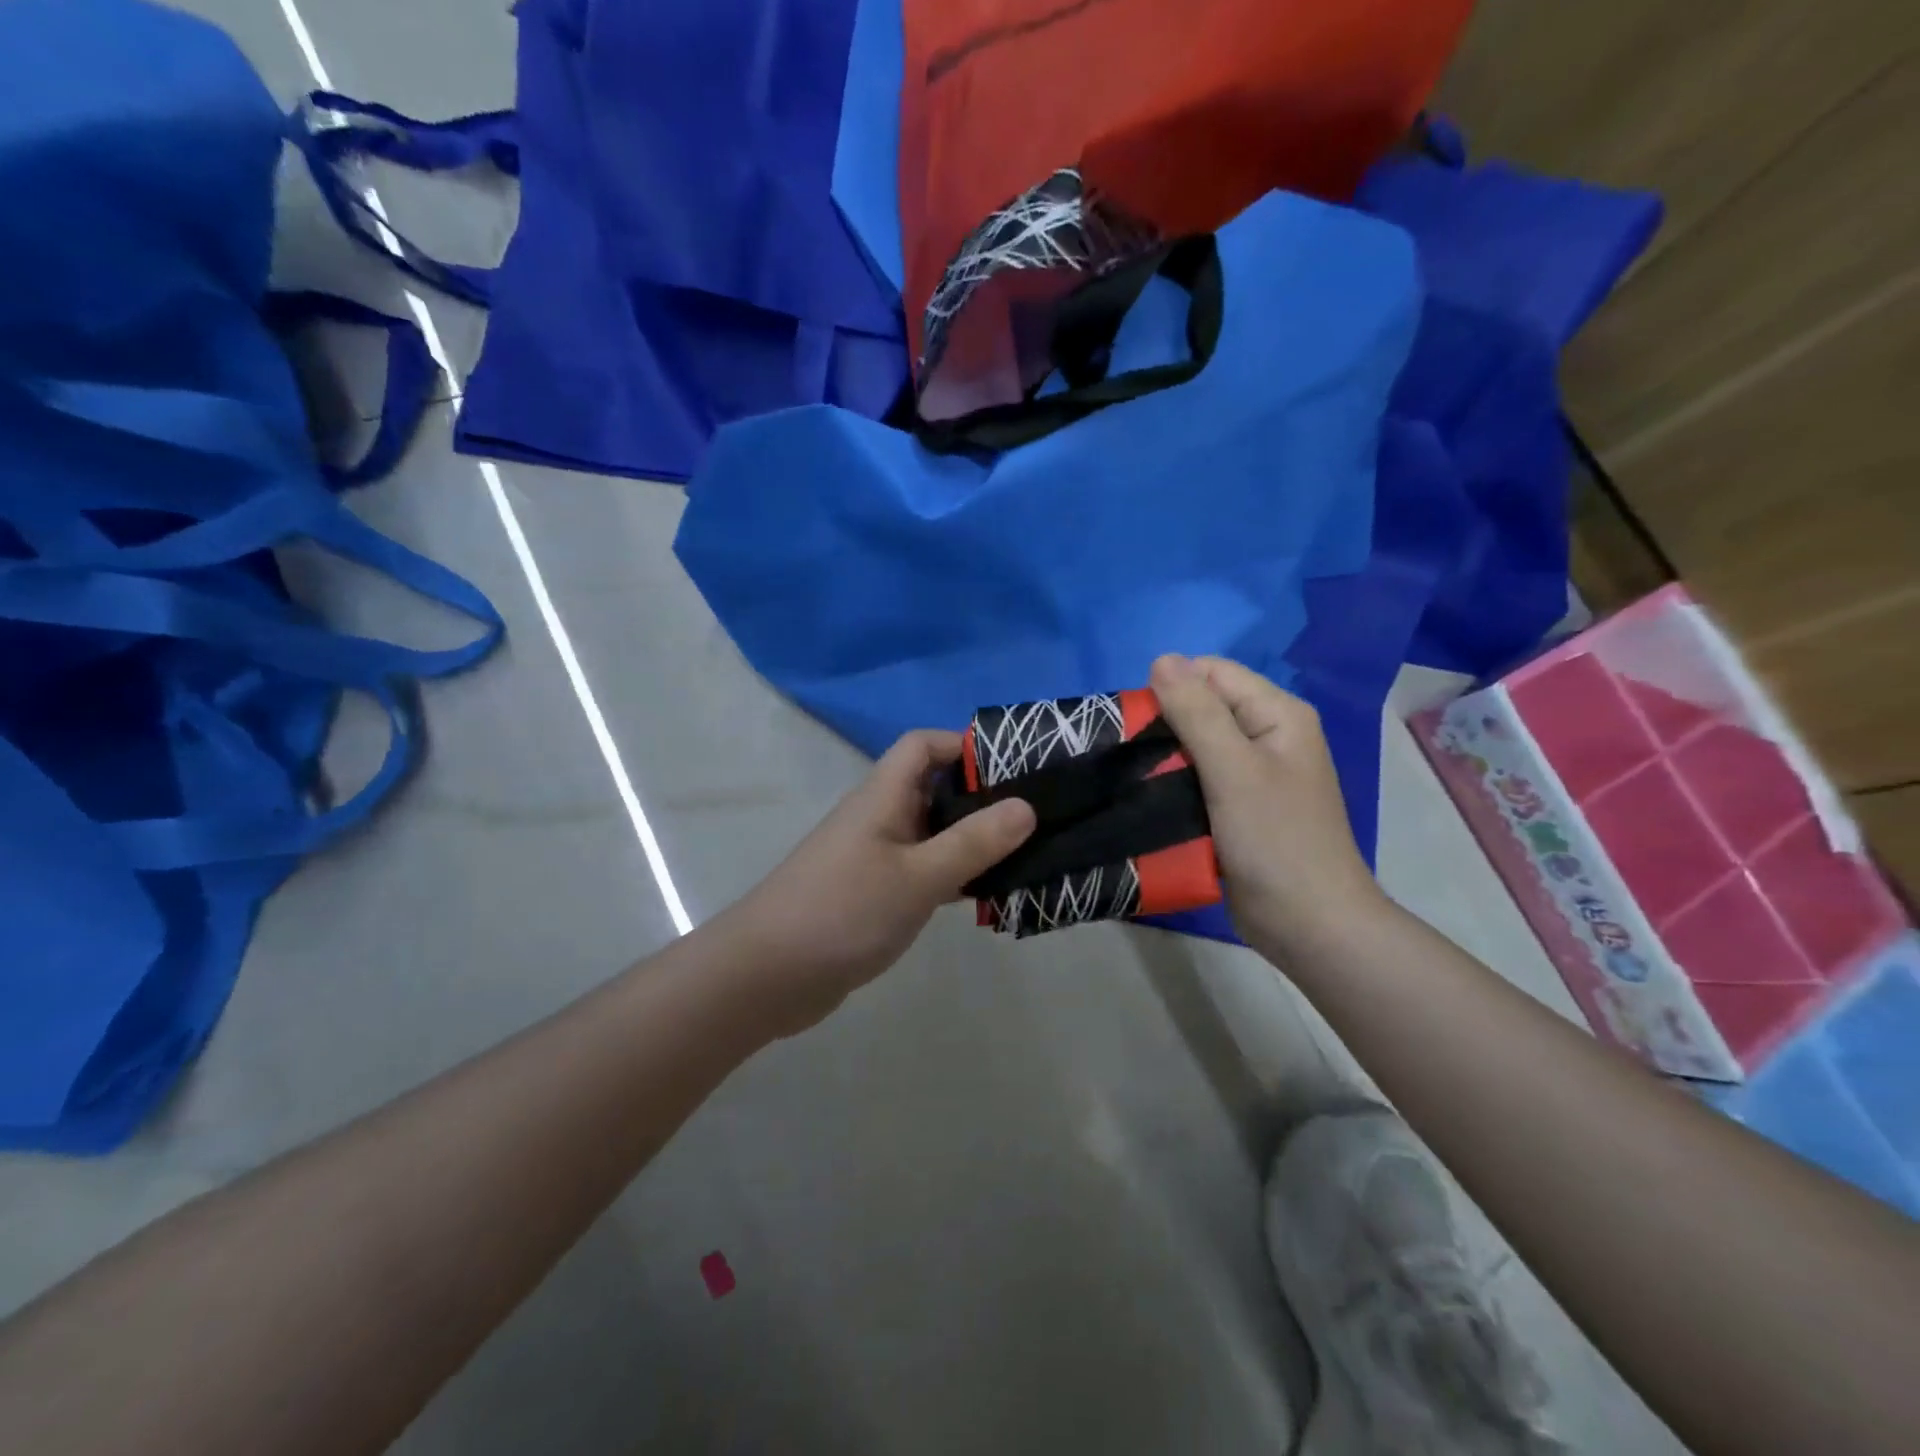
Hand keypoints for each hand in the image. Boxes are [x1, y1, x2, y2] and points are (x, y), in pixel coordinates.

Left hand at [718, 730, 1036, 1035]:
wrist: (767, 976)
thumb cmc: (843, 911)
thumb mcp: (917, 876)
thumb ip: (973, 842)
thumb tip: (1027, 806)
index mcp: (883, 796)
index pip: (923, 745)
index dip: (965, 746)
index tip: (1014, 770)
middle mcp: (880, 818)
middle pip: (935, 789)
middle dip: (982, 798)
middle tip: (1035, 818)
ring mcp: (877, 857)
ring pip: (934, 835)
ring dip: (973, 842)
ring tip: (1026, 857)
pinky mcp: (877, 894)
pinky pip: (925, 872)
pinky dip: (955, 877)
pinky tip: (988, 898)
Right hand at [1150, 654, 1388, 960]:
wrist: (1307, 924)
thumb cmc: (1275, 841)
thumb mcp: (1233, 769)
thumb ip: (1197, 712)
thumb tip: (1161, 658)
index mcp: (1278, 714)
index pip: (1212, 672)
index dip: (1172, 688)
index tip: (1140, 724)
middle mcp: (1267, 735)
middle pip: (1202, 706)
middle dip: (1164, 723)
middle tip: (1135, 756)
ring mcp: (1253, 773)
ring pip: (1194, 744)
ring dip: (1164, 755)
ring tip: (1136, 776)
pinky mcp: (1236, 806)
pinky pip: (1196, 777)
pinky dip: (1173, 782)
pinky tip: (1151, 797)